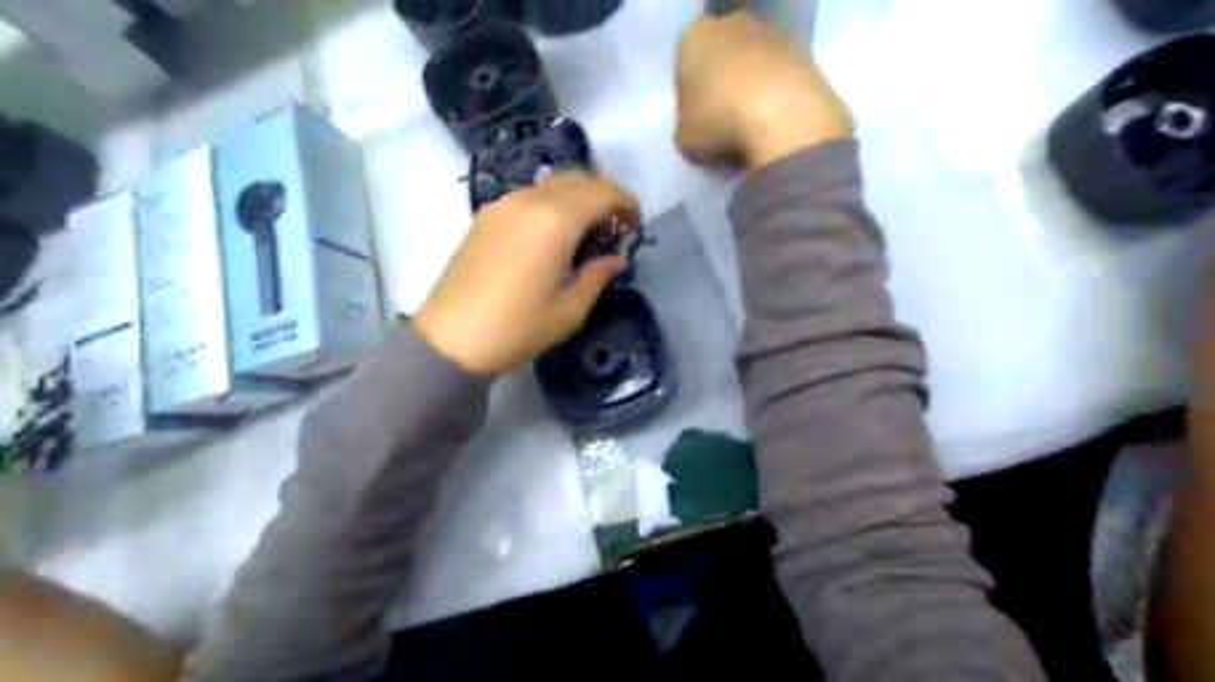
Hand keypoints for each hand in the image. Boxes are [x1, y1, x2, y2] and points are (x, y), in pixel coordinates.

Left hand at [412, 172, 638, 374]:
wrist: (451, 339)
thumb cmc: (517, 328)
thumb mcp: (569, 310)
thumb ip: (597, 276)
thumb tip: (615, 258)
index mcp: (556, 221)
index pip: (604, 193)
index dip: (627, 205)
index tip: (636, 228)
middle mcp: (529, 200)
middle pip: (579, 179)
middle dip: (605, 196)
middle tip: (615, 227)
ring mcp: (503, 205)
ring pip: (553, 183)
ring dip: (578, 197)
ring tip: (587, 231)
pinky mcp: (486, 216)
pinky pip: (530, 195)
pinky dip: (553, 203)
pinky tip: (555, 234)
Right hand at [674, 11, 853, 169]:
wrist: (784, 118)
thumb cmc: (719, 123)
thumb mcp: (683, 137)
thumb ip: (687, 123)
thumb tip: (699, 125)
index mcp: (694, 37)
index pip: (685, 62)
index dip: (689, 93)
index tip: (696, 121)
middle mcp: (733, 24)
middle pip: (723, 56)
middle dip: (724, 84)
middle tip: (723, 124)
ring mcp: (775, 34)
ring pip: (756, 64)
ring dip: (754, 90)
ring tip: (753, 130)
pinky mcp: (808, 53)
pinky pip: (783, 78)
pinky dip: (779, 99)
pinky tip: (776, 126)